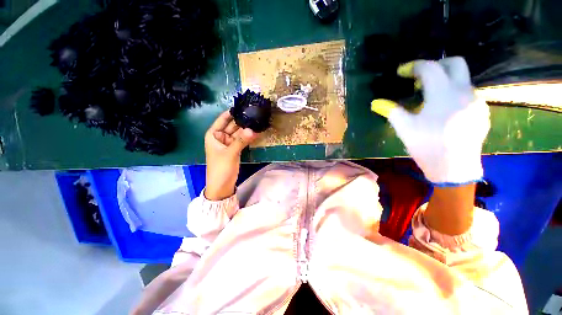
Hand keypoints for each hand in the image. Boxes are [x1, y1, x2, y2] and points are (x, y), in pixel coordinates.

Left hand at [204, 111, 258, 200]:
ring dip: (247, 129)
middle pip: (232, 125)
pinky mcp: (235, 149)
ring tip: (258, 121)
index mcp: (214, 135)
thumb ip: (241, 141)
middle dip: (243, 120)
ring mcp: (229, 143)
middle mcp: (221, 137)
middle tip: (255, 113)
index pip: (223, 119)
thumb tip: (253, 129)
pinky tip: (256, 132)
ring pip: (239, 133)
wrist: (222, 186)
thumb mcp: (230, 154)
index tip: (244, 106)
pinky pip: (242, 140)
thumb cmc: (221, 169)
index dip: (232, 112)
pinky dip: (248, 137)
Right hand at [371, 57, 489, 184]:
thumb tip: (376, 103)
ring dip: (444, 81)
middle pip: (455, 63)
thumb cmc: (427, 146)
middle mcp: (464, 92)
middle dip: (436, 65)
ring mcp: (476, 101)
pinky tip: (443, 110)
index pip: (430, 68)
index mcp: (443, 95)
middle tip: (421, 78)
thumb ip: (391, 111)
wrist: (455, 168)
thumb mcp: (405, 128)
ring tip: (429, 98)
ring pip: (462, 79)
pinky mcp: (481, 111)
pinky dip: (453, 94)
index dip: (414, 66)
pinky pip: (467, 94)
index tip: (402, 72)